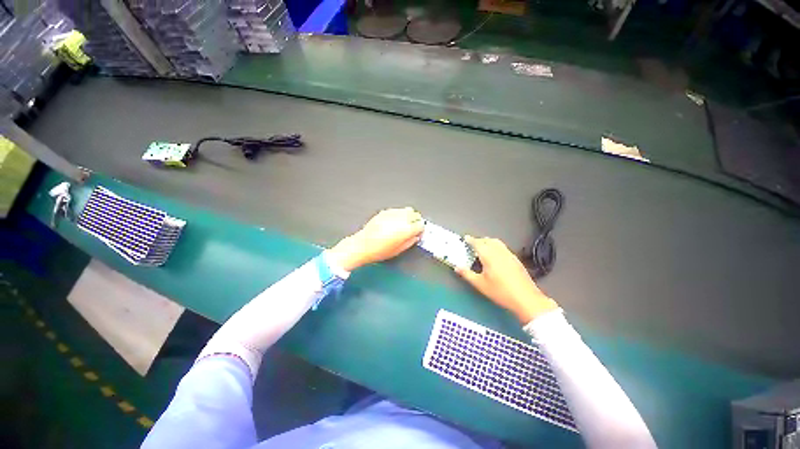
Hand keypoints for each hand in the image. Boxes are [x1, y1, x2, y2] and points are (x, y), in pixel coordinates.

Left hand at [328, 207, 423, 270]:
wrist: (362, 246)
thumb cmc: (379, 251)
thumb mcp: (399, 250)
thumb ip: (410, 241)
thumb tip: (416, 236)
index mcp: (405, 230)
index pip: (420, 225)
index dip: (421, 229)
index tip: (419, 232)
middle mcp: (400, 219)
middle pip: (415, 214)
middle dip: (416, 220)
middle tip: (413, 227)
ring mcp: (392, 214)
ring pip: (407, 210)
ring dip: (409, 216)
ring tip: (404, 224)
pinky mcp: (385, 212)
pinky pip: (397, 210)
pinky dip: (399, 215)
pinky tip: (395, 222)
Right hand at [456, 236, 558, 323]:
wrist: (526, 298)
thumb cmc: (500, 292)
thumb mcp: (480, 284)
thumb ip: (467, 274)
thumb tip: (457, 267)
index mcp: (489, 256)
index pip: (478, 243)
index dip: (471, 240)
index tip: (465, 238)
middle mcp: (499, 252)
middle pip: (488, 240)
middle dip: (479, 240)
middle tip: (472, 243)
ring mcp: (509, 255)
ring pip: (497, 242)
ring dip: (488, 241)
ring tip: (483, 247)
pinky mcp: (516, 259)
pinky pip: (503, 247)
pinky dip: (496, 246)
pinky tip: (495, 255)